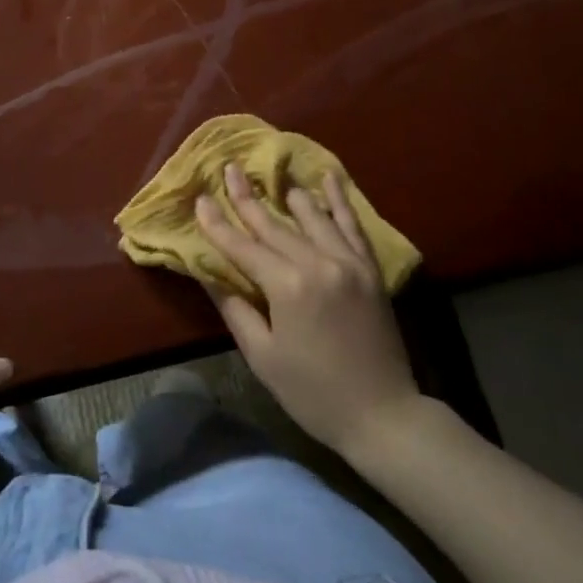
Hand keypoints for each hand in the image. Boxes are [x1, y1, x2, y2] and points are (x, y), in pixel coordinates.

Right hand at [195, 164, 422, 459]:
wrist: (382, 414)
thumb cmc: (313, 393)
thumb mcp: (264, 357)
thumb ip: (236, 309)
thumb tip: (209, 273)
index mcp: (288, 286)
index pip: (243, 247)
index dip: (218, 224)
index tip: (200, 199)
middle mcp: (318, 262)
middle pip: (274, 224)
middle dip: (247, 198)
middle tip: (230, 168)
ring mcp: (348, 262)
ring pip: (312, 216)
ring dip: (288, 195)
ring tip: (271, 175)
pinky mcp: (370, 269)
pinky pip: (352, 225)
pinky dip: (339, 200)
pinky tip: (329, 178)